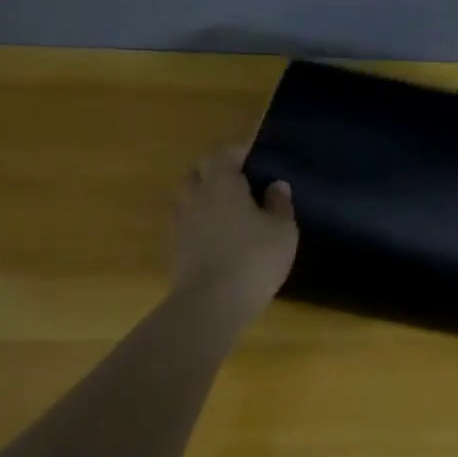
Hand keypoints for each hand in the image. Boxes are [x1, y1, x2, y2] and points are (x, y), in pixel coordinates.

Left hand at [171, 144, 297, 312]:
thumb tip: (276, 185)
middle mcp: (196, 196)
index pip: (224, 154)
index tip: (252, 154)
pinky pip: (185, 221)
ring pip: (187, 196)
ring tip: (224, 205)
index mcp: (223, 184)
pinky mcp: (175, 247)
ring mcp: (181, 223)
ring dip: (202, 194)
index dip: (237, 151)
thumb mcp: (283, 231)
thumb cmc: (253, 259)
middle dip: (215, 169)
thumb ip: (280, 204)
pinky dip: (197, 219)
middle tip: (238, 178)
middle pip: (199, 171)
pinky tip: (214, 232)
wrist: (210, 305)